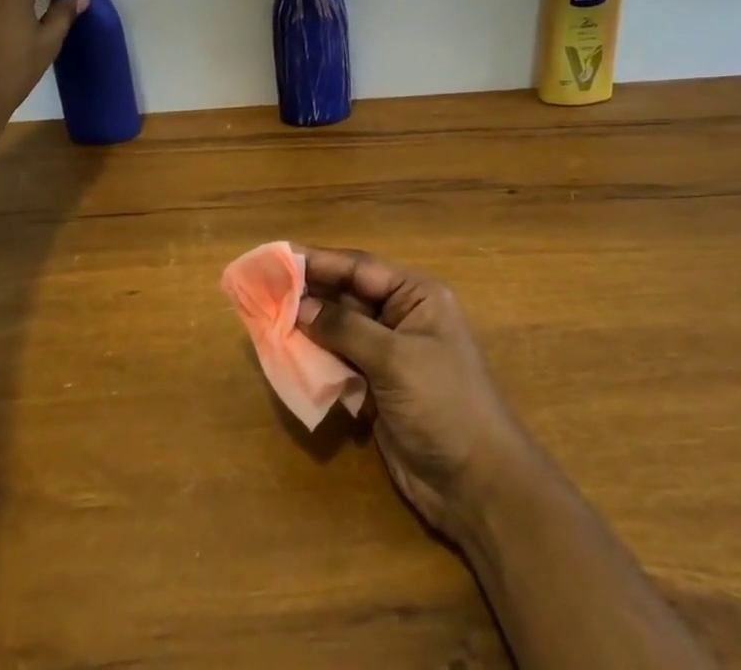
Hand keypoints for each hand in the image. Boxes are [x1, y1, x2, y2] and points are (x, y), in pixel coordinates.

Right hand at [296, 246, 536, 541]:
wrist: (475, 483)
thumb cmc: (443, 403)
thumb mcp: (395, 359)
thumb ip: (346, 329)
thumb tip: (300, 305)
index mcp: (416, 295)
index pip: (360, 268)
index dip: (320, 261)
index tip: (280, 257)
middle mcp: (401, 316)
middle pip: (347, 296)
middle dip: (309, 293)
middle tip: (264, 288)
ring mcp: (389, 354)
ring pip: (340, 330)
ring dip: (309, 327)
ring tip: (268, 318)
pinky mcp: (378, 388)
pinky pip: (341, 362)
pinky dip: (317, 359)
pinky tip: (289, 355)